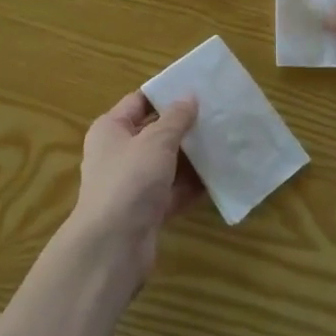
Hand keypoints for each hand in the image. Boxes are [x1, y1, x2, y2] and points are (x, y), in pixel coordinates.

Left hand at [65, 91, 202, 286]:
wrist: (113, 246)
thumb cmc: (130, 180)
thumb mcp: (156, 141)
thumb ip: (176, 118)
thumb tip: (189, 96)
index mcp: (111, 129)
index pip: (139, 102)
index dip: (165, 94)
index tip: (197, 89)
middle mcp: (118, 154)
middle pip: (155, 133)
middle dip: (184, 127)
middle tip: (217, 116)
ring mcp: (132, 184)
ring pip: (166, 164)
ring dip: (191, 157)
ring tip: (224, 143)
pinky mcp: (146, 211)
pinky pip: (173, 192)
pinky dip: (192, 186)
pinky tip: (219, 178)